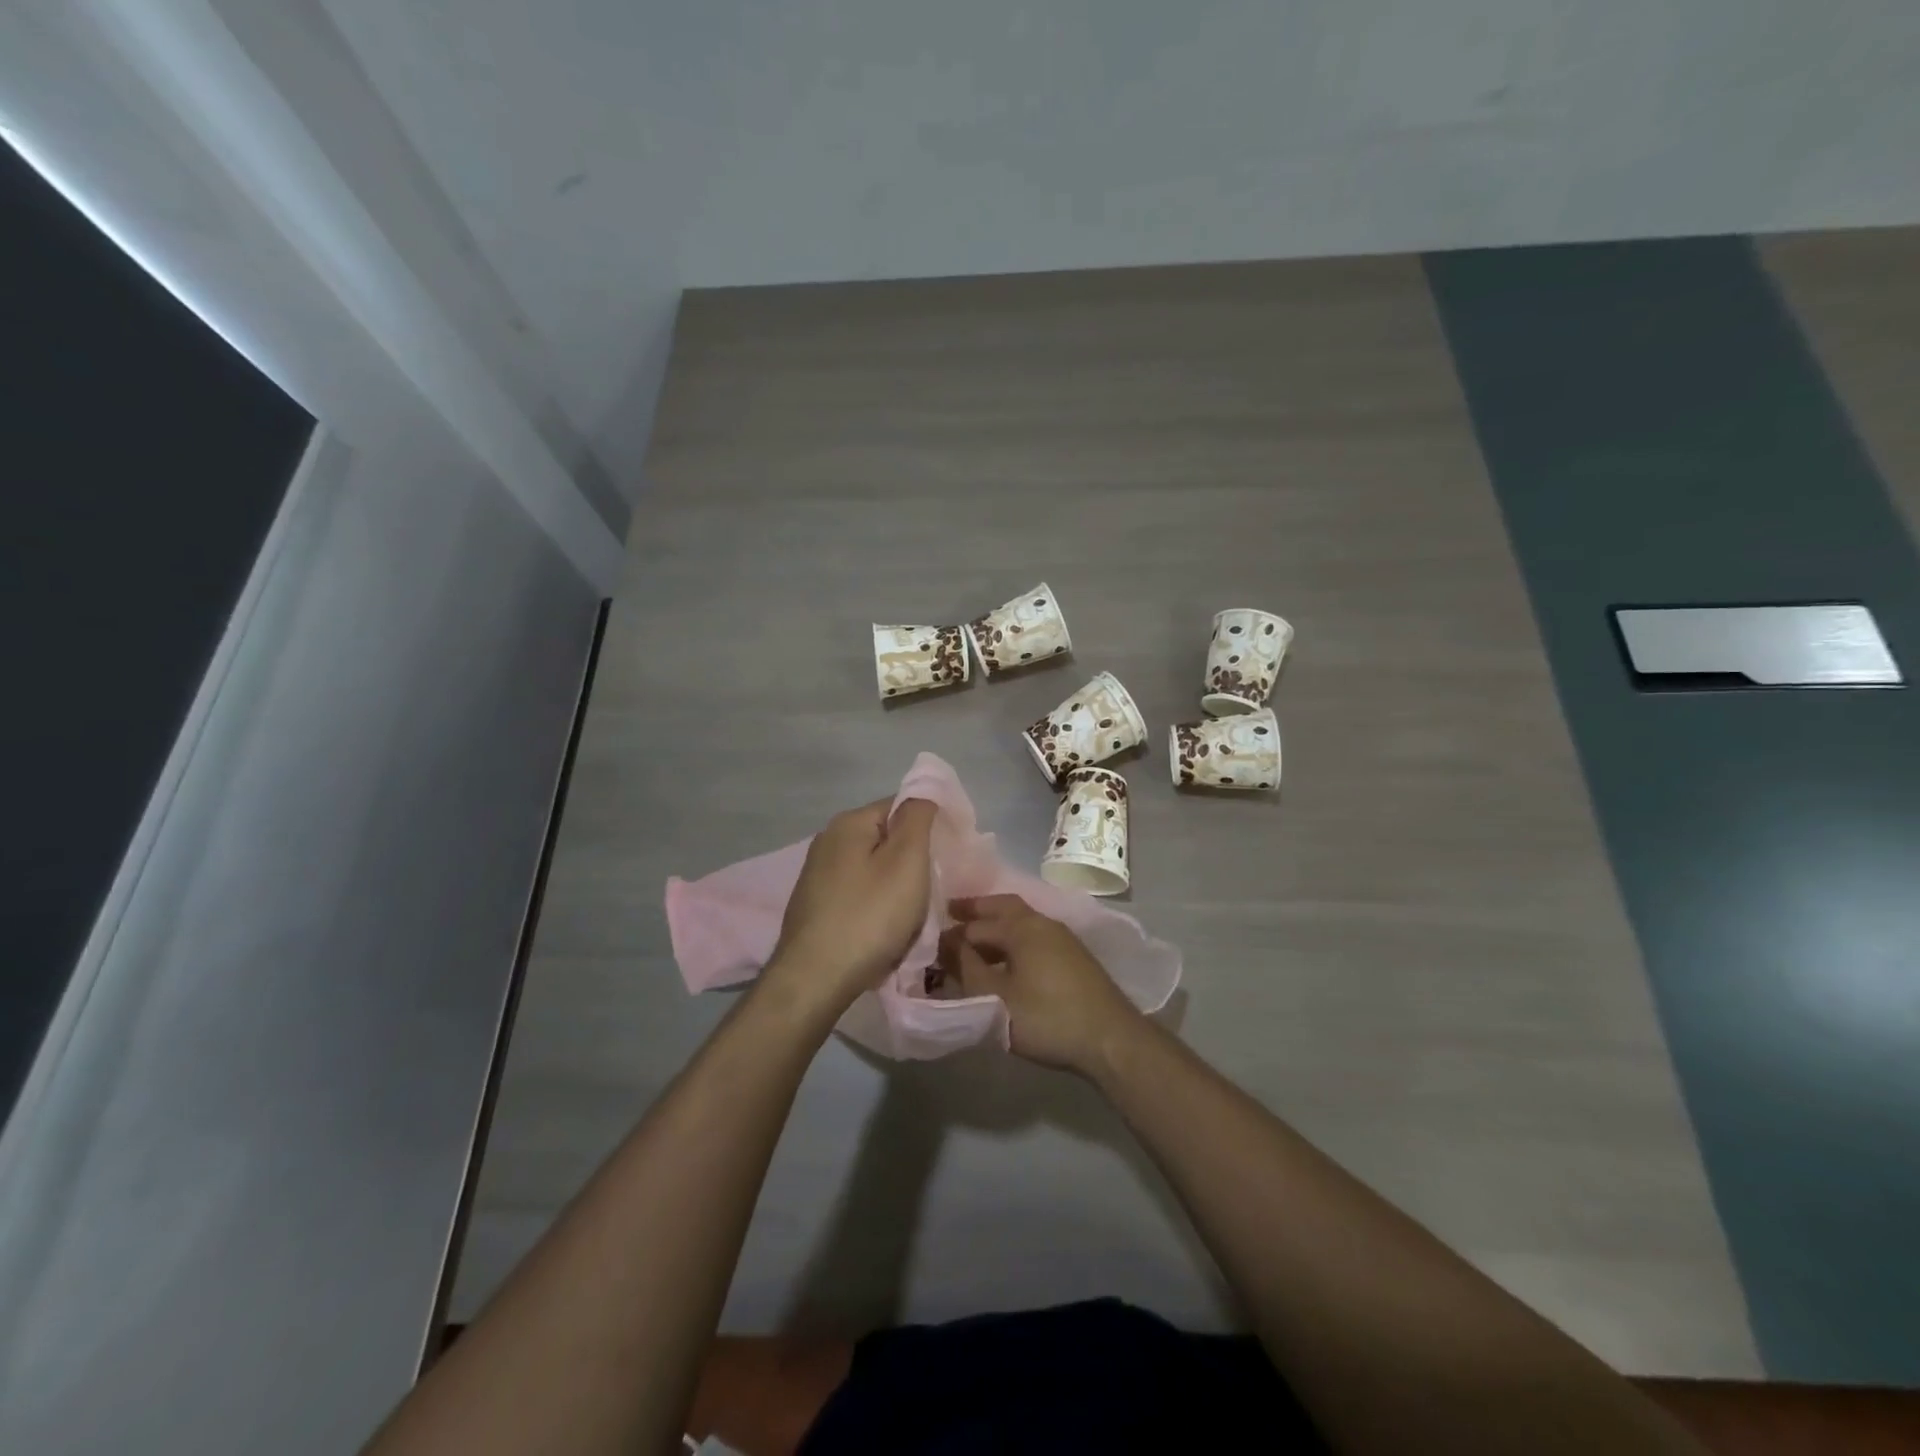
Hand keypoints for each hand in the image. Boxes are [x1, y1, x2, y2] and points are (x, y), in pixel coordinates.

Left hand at [762, 797, 937, 1021]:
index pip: (900, 805)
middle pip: (885, 838)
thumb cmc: (869, 916)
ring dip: (895, 888)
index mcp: (849, 822)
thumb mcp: (906, 860)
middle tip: (931, 889)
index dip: (929, 826)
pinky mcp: (814, 906)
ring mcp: (817, 875)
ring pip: (873, 869)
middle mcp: (827, 841)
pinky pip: (858, 894)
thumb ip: (918, 818)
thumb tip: (923, 791)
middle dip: (912, 861)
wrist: (815, 979)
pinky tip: (882, 930)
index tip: (947, 856)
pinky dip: (875, 907)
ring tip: (910, 916)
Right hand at [945, 895, 1145, 1075]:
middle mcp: (1041, 922)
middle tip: (951, 912)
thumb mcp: (995, 998)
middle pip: (1002, 907)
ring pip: (1020, 921)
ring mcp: (1061, 938)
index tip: (928, 943)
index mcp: (1021, 926)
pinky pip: (1032, 936)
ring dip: (995, 925)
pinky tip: (1006, 960)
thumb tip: (947, 944)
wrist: (1110, 1039)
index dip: (950, 935)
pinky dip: (1013, 938)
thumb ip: (967, 969)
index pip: (975, 924)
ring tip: (974, 940)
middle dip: (976, 909)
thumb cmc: (1046, 1017)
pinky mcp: (1073, 957)